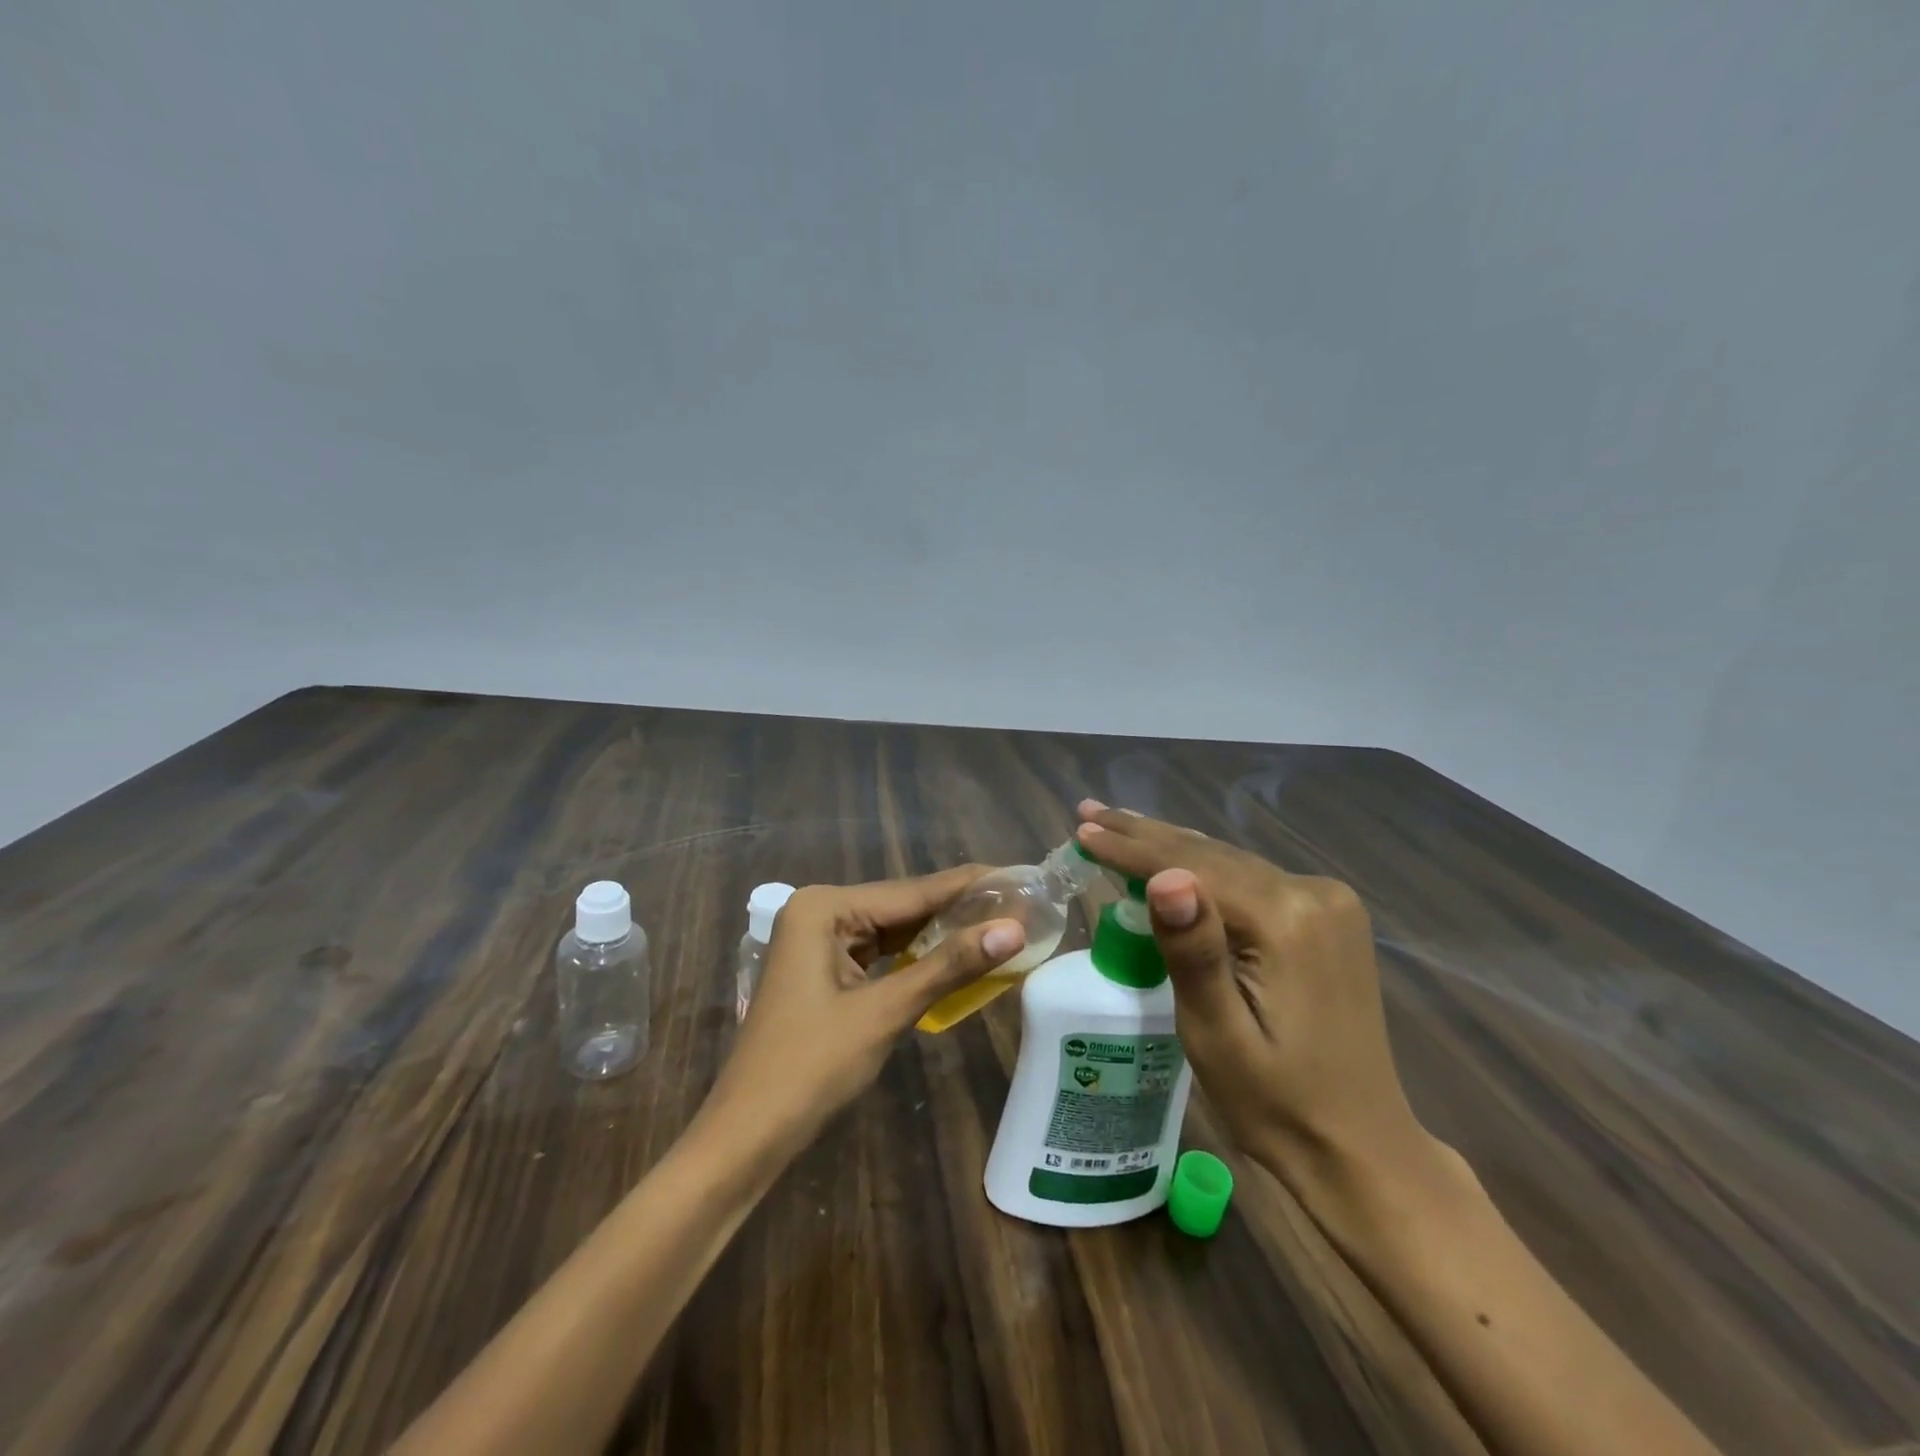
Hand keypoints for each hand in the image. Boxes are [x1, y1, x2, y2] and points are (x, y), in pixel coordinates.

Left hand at [705, 866, 1025, 1152]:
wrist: (749, 1134)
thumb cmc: (812, 1067)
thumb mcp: (886, 1011)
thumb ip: (949, 965)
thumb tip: (1014, 929)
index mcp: (825, 907)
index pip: (913, 891)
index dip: (970, 887)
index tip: (1020, 878)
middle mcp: (821, 911)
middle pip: (904, 906)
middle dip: (959, 911)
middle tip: (1021, 906)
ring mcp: (819, 941)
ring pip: (894, 931)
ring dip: (941, 934)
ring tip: (1001, 925)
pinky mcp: (825, 969)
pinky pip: (881, 953)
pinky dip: (917, 958)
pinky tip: (957, 955)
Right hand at [1073, 802, 1433, 1192]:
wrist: (1359, 1146)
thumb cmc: (1274, 1102)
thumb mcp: (1217, 1035)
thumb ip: (1193, 952)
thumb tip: (1166, 877)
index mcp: (1287, 921)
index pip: (1191, 867)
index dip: (1129, 849)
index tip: (1081, 831)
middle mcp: (1314, 894)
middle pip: (1211, 854)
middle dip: (1143, 835)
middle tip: (1089, 814)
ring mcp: (1328, 902)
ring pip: (1229, 861)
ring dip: (1170, 847)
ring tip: (1118, 826)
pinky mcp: (1328, 917)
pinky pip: (1249, 878)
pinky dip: (1204, 868)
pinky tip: (1173, 861)